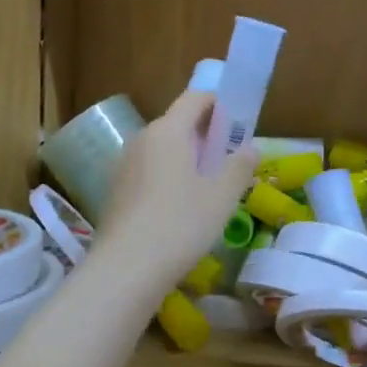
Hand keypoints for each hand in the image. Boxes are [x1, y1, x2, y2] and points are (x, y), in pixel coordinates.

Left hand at [96, 89, 258, 289]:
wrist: (127, 268)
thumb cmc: (181, 224)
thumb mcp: (222, 196)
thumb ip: (239, 166)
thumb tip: (250, 148)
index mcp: (168, 131)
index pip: (194, 99)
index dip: (218, 104)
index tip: (237, 121)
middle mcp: (141, 139)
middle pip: (176, 124)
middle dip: (204, 136)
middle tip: (228, 160)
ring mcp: (124, 166)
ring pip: (161, 151)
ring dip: (186, 159)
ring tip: (208, 188)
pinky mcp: (116, 192)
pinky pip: (148, 173)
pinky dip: (168, 178)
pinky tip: (181, 209)